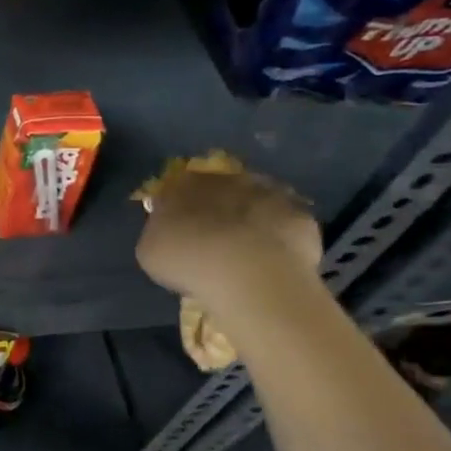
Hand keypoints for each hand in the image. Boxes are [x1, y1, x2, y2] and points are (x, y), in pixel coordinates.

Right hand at [134, 167, 322, 307]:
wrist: (247, 271)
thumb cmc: (186, 260)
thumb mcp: (151, 250)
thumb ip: (159, 233)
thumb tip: (167, 230)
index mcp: (182, 183)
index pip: (176, 189)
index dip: (179, 209)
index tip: (179, 230)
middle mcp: (224, 178)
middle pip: (219, 191)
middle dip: (217, 210)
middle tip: (215, 240)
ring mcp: (266, 193)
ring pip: (254, 202)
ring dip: (250, 219)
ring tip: (248, 251)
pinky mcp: (300, 214)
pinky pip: (286, 223)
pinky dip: (280, 236)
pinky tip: (274, 259)